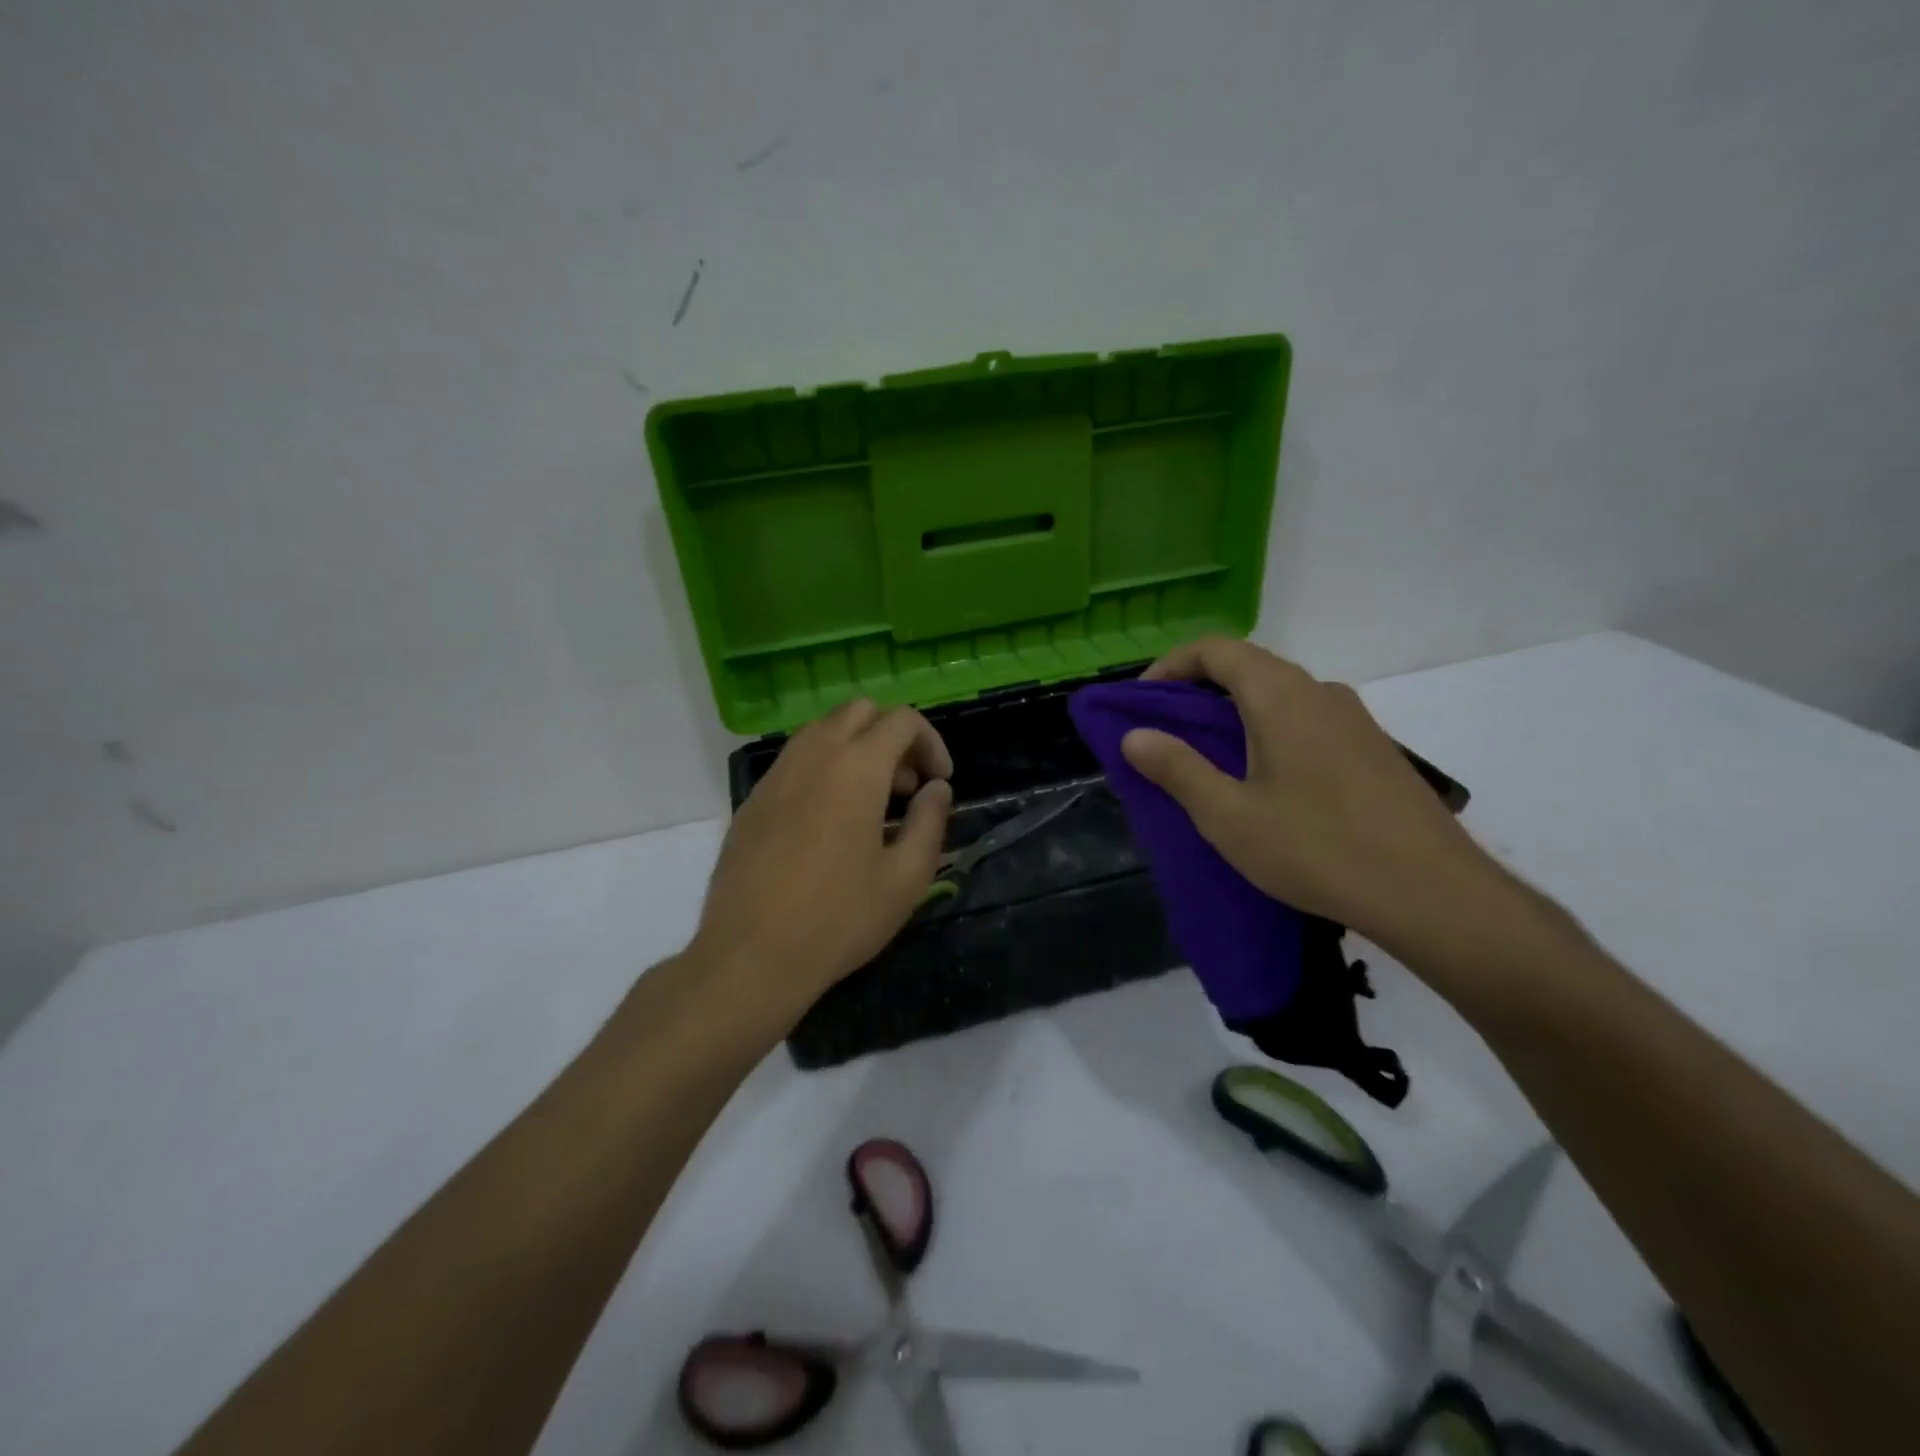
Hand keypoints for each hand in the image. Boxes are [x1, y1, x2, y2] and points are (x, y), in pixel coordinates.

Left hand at [689, 700, 952, 1009]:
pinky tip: (829, 822)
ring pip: (823, 730)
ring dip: (856, 749)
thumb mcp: (906, 878)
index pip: (901, 720)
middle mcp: (812, 755)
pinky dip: (824, 768)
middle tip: (907, 787)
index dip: (931, 743)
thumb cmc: (839, 918)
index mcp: (856, 767)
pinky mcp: (753, 800)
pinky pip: (795, 761)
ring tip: (872, 803)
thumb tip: (936, 789)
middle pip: (859, 711)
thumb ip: (930, 822)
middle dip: (892, 736)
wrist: (751, 957)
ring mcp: (776, 775)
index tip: (939, 783)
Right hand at [1120, 637, 1506, 949]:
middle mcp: (1320, 692)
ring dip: (1235, 712)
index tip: (1142, 702)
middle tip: (1166, 733)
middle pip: (1248, 667)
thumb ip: (1177, 769)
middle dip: (1198, 690)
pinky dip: (1269, 730)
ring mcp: (1354, 719)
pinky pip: (1306, 719)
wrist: (1433, 893)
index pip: (1215, 649)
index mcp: (1280, 696)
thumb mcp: (1229, 816)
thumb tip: (1135, 736)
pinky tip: (1266, 781)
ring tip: (1210, 759)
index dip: (1170, 666)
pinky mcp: (1373, 748)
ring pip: (1280, 694)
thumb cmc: (1318, 849)